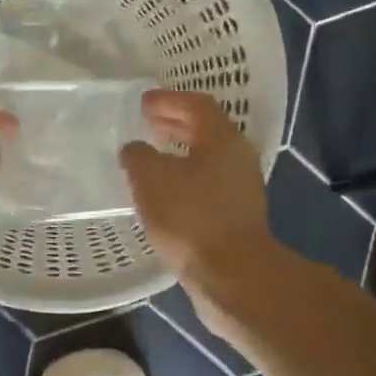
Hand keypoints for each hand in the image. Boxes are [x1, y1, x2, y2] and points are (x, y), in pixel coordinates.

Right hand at [120, 90, 277, 308]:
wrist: (230, 275)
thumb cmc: (191, 218)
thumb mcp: (151, 179)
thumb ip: (138, 156)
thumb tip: (135, 149)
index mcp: (222, 140)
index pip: (197, 105)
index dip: (168, 100)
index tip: (142, 102)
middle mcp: (237, 158)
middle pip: (205, 130)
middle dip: (175, 124)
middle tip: (146, 123)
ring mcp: (240, 189)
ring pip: (206, 159)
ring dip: (179, 153)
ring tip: (151, 157)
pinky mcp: (235, 216)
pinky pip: (206, 184)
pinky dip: (184, 178)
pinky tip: (163, 193)